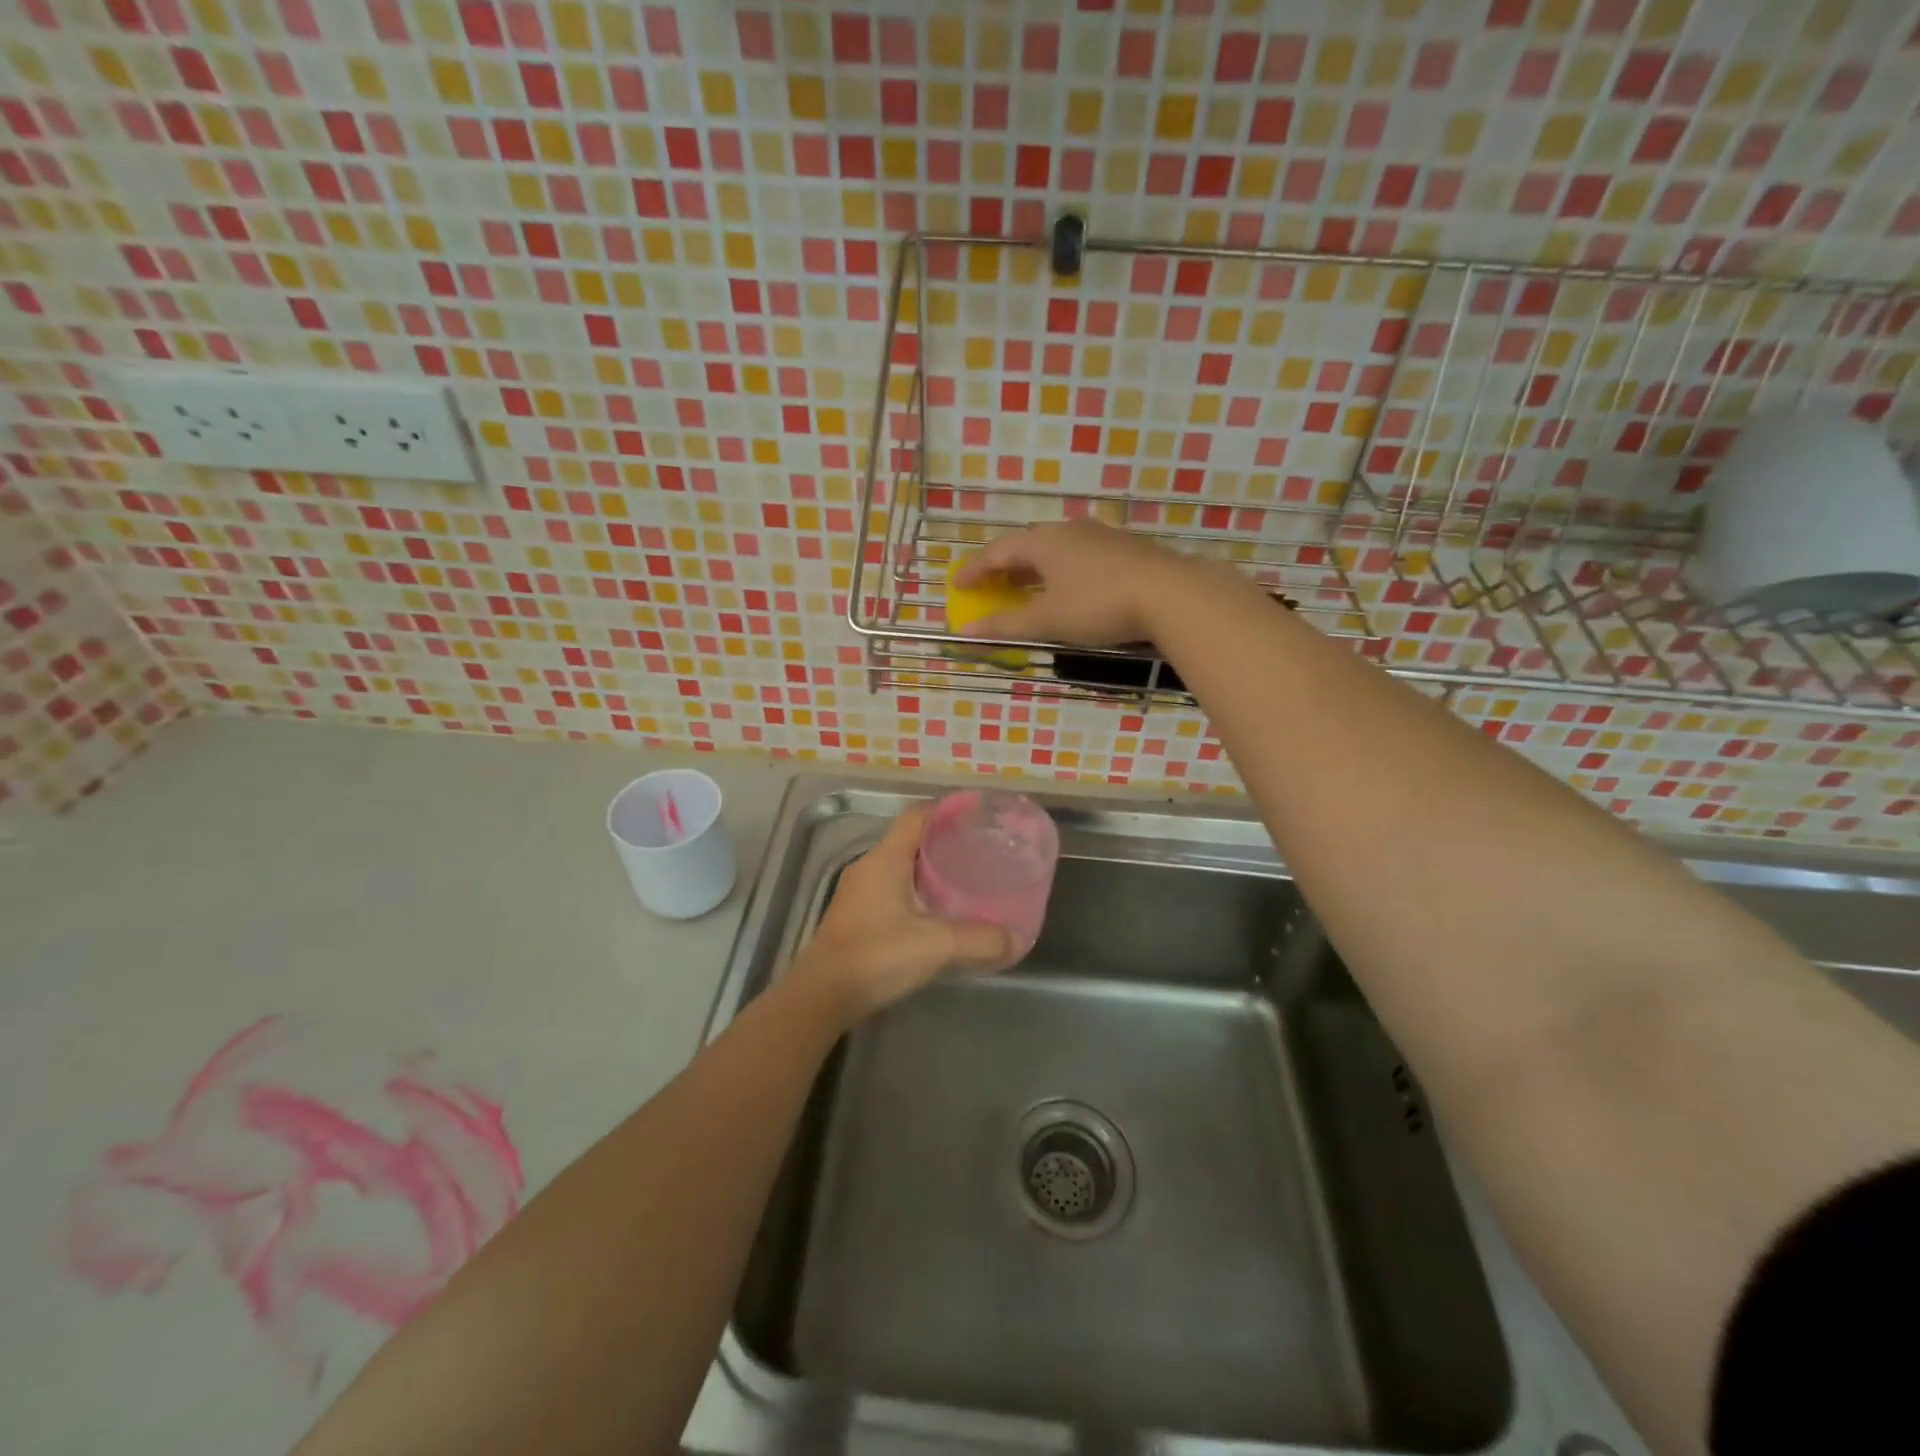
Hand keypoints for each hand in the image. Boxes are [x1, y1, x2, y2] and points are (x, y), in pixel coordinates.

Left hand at [793, 805, 1011, 1018]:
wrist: (822, 996)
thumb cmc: (877, 956)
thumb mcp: (937, 947)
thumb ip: (980, 941)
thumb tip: (1016, 940)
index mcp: (885, 859)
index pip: (917, 817)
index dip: (946, 811)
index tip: (977, 815)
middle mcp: (869, 868)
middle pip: (910, 841)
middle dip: (944, 842)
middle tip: (979, 850)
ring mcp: (858, 893)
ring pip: (900, 868)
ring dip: (929, 871)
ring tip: (964, 880)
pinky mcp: (855, 917)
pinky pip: (891, 891)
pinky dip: (916, 893)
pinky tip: (936, 914)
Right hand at [949, 521, 1196, 646]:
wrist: (1171, 594)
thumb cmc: (1098, 605)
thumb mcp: (1048, 620)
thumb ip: (1006, 624)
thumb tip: (965, 633)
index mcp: (1043, 542)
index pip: (997, 551)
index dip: (975, 570)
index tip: (958, 585)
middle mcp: (1069, 530)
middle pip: (1026, 545)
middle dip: (1004, 567)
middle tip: (990, 586)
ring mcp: (1100, 536)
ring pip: (1056, 549)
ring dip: (1034, 569)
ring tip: (1026, 587)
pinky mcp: (1125, 548)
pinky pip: (1079, 555)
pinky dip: (1061, 571)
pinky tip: (1069, 588)